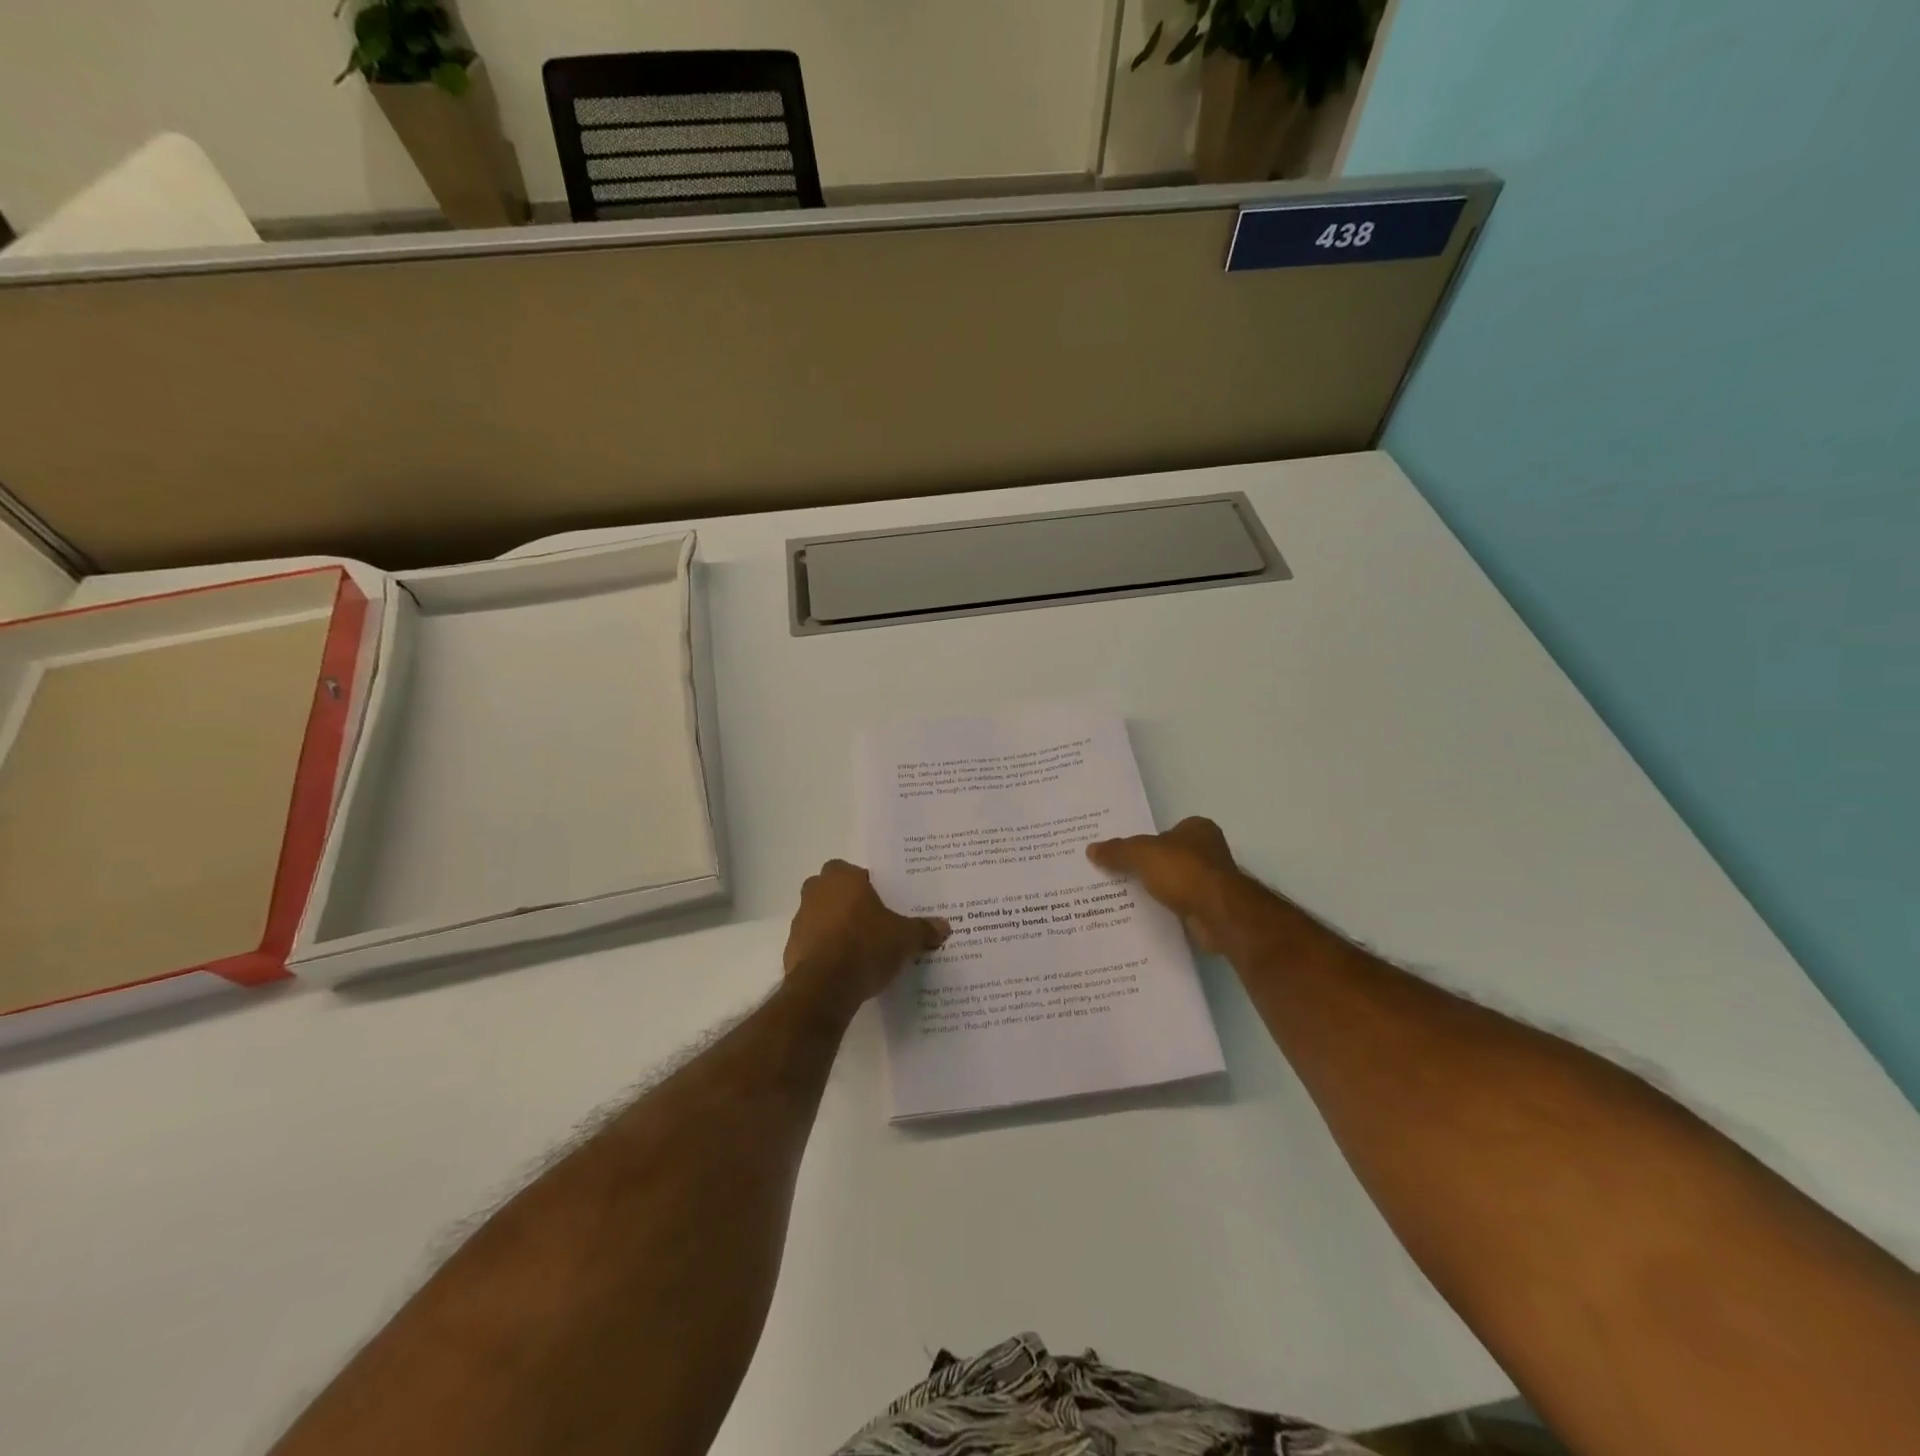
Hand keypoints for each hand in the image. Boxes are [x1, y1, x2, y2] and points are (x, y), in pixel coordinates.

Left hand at [783, 861, 949, 1009]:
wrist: (825, 988)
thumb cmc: (866, 946)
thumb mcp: (905, 938)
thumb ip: (923, 929)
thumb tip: (944, 926)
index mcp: (841, 878)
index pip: (852, 871)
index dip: (865, 885)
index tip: (881, 903)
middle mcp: (815, 893)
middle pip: (832, 892)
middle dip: (848, 904)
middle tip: (872, 923)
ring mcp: (799, 922)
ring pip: (820, 918)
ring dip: (835, 929)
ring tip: (861, 950)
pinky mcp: (791, 951)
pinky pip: (813, 945)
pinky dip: (825, 953)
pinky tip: (845, 970)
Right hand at [1086, 816, 1245, 954]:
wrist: (1218, 914)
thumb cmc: (1184, 871)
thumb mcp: (1142, 854)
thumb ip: (1118, 850)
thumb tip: (1091, 849)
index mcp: (1197, 829)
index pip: (1165, 831)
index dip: (1144, 841)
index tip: (1121, 853)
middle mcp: (1208, 852)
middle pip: (1168, 857)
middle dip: (1147, 867)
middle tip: (1115, 874)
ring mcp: (1211, 882)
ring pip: (1173, 883)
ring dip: (1155, 890)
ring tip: (1122, 897)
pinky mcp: (1209, 908)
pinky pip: (1178, 905)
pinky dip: (1164, 910)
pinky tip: (1143, 915)